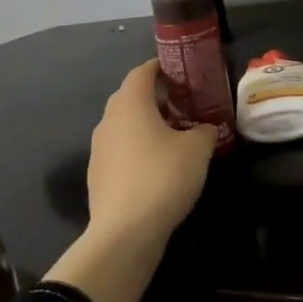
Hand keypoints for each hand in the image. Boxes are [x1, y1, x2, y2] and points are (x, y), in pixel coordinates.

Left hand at [47, 61, 217, 301]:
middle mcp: (109, 119)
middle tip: (183, 104)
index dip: (161, 68)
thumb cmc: (162, 177)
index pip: (142, 71)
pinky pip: (120, 149)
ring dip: (146, 124)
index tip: (181, 72)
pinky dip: (137, 148)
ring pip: (124, 124)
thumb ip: (204, 131)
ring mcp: (99, 148)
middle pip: (131, 96)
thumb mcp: (198, 150)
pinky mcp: (98, 174)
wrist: (124, 234)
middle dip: (155, 97)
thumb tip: (205, 128)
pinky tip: (157, 166)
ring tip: (173, 136)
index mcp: (130, 103)